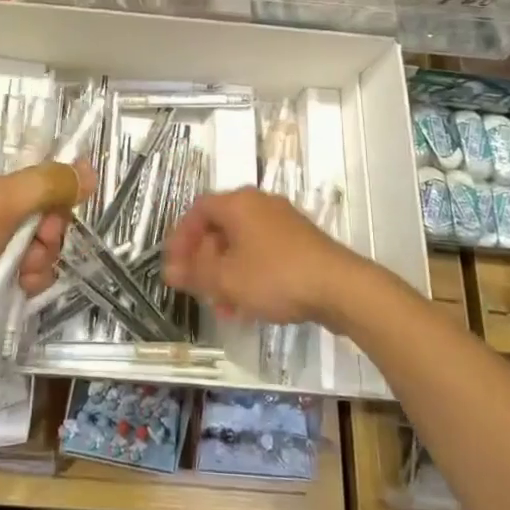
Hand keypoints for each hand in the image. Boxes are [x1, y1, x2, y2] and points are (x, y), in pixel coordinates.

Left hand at [0, 140, 89, 366]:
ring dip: (43, 252)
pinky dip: (32, 276)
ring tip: (26, 268)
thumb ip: (46, 184)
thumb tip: (88, 170)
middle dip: (50, 221)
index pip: (31, 154)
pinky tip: (23, 286)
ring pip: (40, 235)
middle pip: (43, 199)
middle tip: (43, 236)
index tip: (77, 188)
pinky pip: (29, 266)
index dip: (56, 169)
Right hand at [163, 188, 368, 329]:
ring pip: (242, 244)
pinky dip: (249, 274)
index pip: (198, 210)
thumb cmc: (274, 276)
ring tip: (223, 307)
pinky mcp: (301, 242)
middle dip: (204, 260)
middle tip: (196, 288)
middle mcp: (259, 204)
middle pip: (220, 227)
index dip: (181, 237)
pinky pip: (263, 253)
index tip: (174, 265)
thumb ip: (195, 273)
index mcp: (238, 203)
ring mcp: (283, 221)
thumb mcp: (226, 279)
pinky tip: (249, 306)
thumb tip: (170, 270)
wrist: (340, 287)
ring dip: (226, 272)